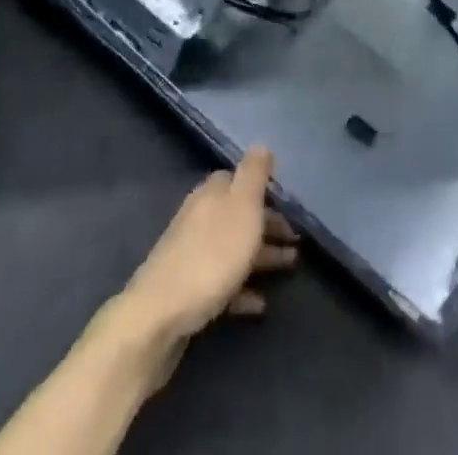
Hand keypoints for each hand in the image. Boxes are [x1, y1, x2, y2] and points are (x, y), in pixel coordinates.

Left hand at [112, 146, 296, 385]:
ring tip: (290, 267)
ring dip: (262, 256)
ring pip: (233, 248)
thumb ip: (253, 174)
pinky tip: (261, 304)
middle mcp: (200, 216)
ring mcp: (191, 253)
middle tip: (296, 240)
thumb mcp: (242, 206)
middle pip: (238, 215)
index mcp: (211, 194)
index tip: (288, 205)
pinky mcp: (188, 289)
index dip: (263, 190)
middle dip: (267, 225)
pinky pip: (223, 283)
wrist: (161, 313)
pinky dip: (243, 289)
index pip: (238, 180)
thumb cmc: (212, 255)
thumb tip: (261, 144)